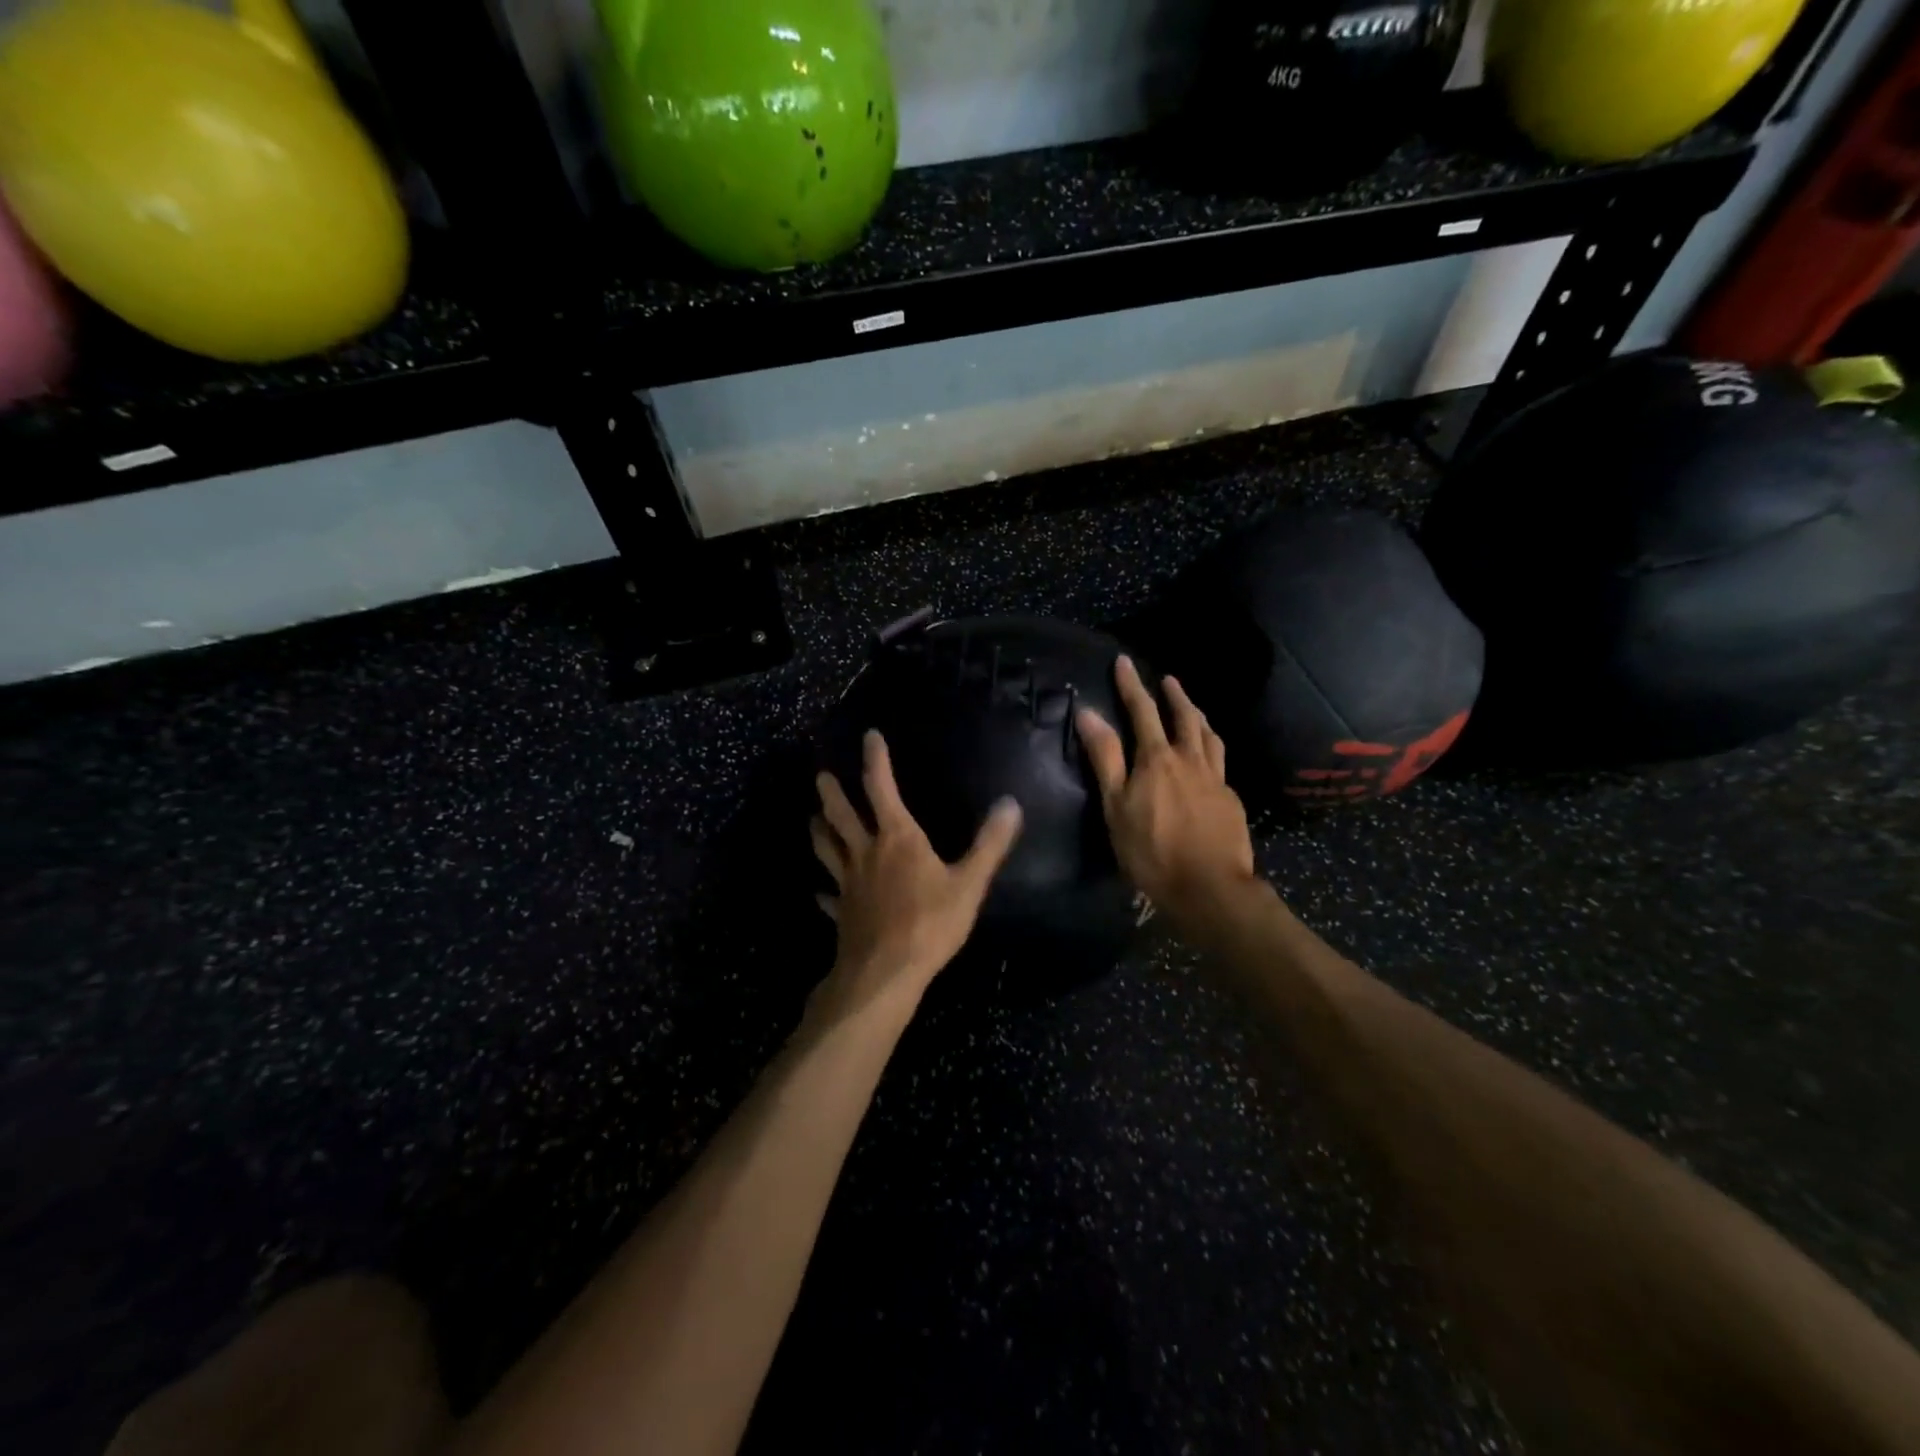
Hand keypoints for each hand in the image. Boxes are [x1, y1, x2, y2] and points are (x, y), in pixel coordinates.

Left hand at [811, 730, 1023, 1015]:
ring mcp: (848, 884)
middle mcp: (866, 853)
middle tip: (820, 775)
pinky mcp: (841, 913)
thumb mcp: (969, 883)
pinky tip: (820, 893)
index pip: (881, 788)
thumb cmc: (930, 923)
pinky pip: (829, 897)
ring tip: (812, 819)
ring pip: (827, 850)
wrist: (885, 973)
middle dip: (831, 793)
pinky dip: (824, 892)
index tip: (869, 736)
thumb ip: (989, 844)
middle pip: (841, 816)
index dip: (875, 760)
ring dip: (819, 832)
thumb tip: (1010, 804)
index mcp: (897, 838)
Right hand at [1076, 656, 1258, 932]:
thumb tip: (1089, 713)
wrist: (1209, 888)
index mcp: (1157, 759)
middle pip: (1184, 717)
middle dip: (1173, 695)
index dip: (1131, 686)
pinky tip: (1209, 757)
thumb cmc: (1151, 850)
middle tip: (1168, 679)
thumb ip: (1105, 758)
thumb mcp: (1115, 806)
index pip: (1142, 711)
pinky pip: (1221, 761)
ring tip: (1193, 708)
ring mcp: (1215, 779)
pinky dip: (1211, 747)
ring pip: (1209, 736)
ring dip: (1198, 716)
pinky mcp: (1230, 800)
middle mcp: (1190, 760)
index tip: (1124, 662)